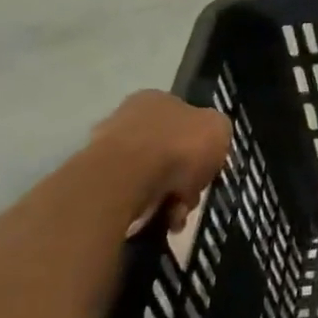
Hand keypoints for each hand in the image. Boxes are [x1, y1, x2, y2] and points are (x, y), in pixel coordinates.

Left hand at [91, 91, 232, 233]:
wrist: (126, 178)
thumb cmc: (179, 146)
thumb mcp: (219, 128)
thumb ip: (218, 130)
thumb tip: (210, 140)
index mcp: (158, 99)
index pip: (187, 119)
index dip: (203, 143)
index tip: (210, 165)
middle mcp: (130, 118)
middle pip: (171, 151)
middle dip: (186, 177)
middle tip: (194, 194)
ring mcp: (109, 150)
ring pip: (154, 176)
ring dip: (171, 196)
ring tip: (177, 213)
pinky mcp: (98, 180)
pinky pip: (135, 196)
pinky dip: (150, 208)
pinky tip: (160, 218)